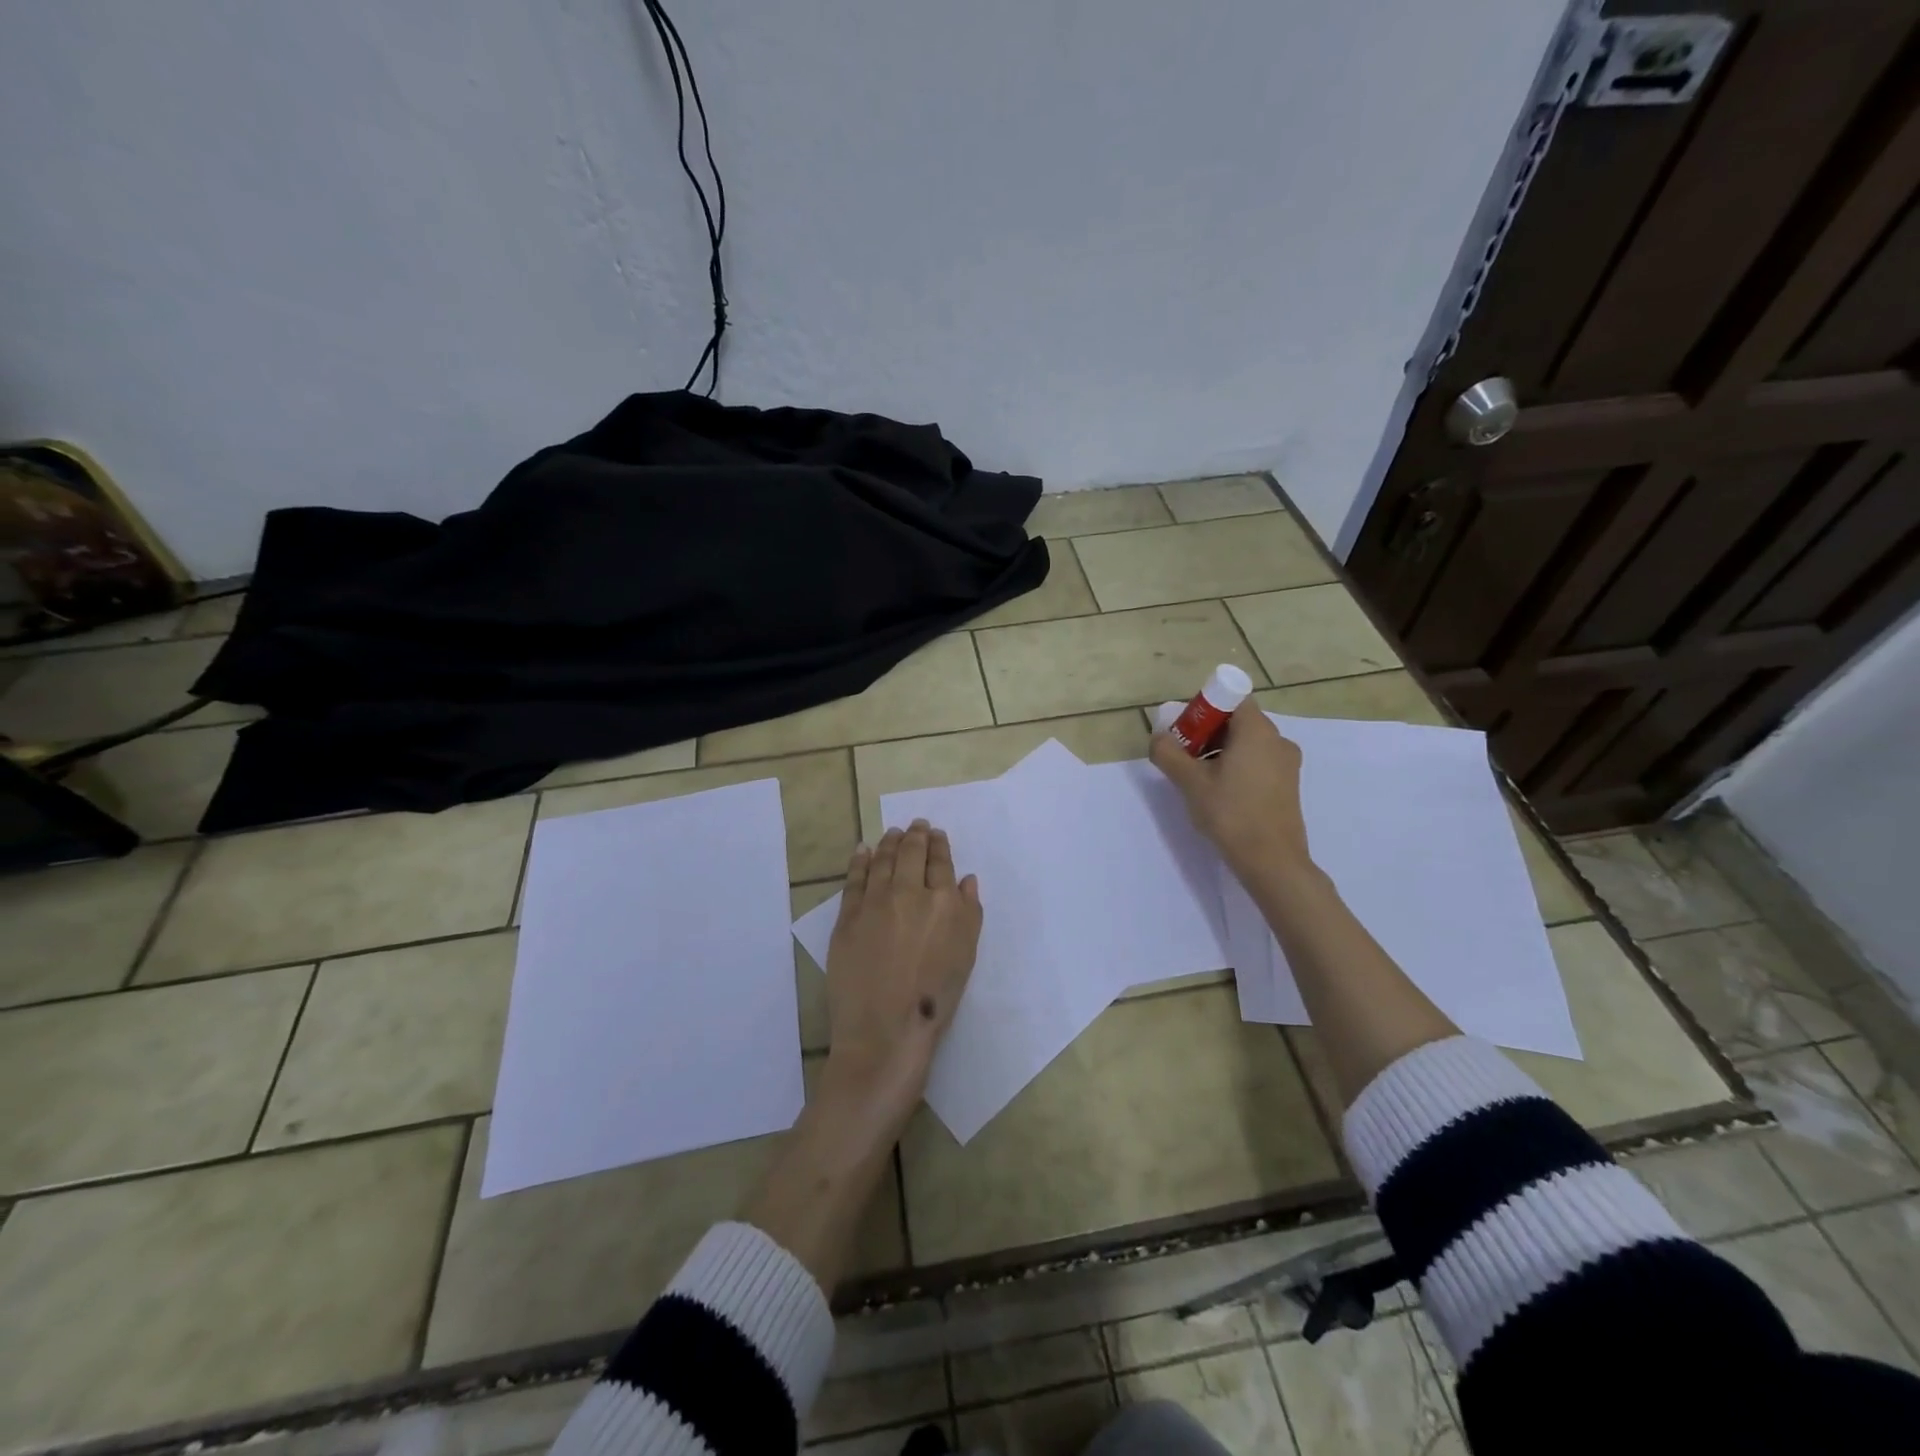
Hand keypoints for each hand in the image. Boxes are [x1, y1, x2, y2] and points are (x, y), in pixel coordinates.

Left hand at [822, 819, 982, 1117]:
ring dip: (888, 842)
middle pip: (910, 854)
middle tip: (916, 824)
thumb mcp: (966, 955)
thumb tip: (965, 880)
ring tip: (892, 832)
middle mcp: (908, 892)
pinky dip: (859, 860)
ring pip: (881, 860)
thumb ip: (969, 913)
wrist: (885, 1030)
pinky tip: (862, 850)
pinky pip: (854, 879)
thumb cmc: (935, 998)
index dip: (938, 845)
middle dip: (915, 835)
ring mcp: (874, 902)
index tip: (936, 834)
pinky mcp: (847, 917)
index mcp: (942, 902)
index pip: (940, 863)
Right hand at [1150, 700, 1313, 881]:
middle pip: (1238, 721)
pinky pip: (1258, 761)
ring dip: (1220, 751)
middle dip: (1207, 732)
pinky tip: (1220, 792)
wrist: (1272, 861)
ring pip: (1247, 743)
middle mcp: (1277, 739)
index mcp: (1257, 730)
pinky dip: (1237, 766)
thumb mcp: (1190, 782)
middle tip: (1183, 754)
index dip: (1204, 708)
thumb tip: (1157, 737)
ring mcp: (1287, 763)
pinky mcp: (1288, 784)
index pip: (1231, 698)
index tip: (1184, 730)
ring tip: (1198, 777)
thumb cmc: (1231, 813)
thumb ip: (1169, 753)